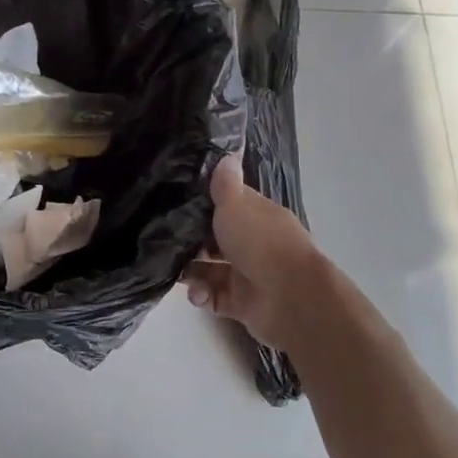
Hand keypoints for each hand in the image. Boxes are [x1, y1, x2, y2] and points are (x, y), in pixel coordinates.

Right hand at [184, 154, 330, 353]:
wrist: (291, 297)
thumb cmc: (260, 243)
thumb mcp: (236, 205)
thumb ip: (225, 184)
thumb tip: (226, 154)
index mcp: (257, 216)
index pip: (229, 204)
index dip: (204, 203)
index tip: (175, 203)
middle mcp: (253, 243)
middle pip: (216, 238)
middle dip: (191, 241)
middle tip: (166, 241)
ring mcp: (248, 274)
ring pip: (211, 269)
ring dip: (192, 271)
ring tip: (177, 274)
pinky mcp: (242, 303)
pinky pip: (214, 296)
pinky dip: (202, 295)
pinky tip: (197, 294)